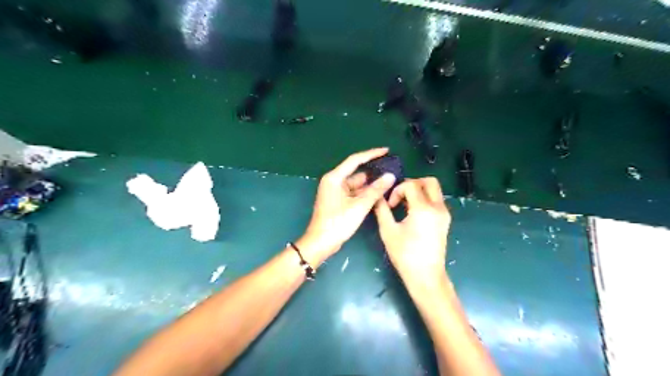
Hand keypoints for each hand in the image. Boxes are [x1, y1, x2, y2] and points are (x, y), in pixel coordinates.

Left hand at [300, 148, 395, 265]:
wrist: (321, 243)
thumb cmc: (337, 223)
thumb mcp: (359, 206)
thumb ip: (375, 190)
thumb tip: (390, 176)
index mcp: (335, 178)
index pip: (355, 160)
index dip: (372, 154)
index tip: (386, 150)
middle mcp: (334, 181)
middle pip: (357, 172)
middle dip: (373, 172)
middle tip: (392, 169)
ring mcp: (336, 191)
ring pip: (357, 184)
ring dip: (371, 184)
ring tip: (389, 181)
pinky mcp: (338, 201)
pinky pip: (354, 192)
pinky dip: (365, 193)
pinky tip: (379, 194)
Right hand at [374, 178, 452, 285]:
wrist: (426, 276)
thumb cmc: (405, 255)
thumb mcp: (388, 231)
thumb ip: (382, 210)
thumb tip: (377, 196)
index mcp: (423, 208)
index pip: (411, 185)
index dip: (397, 190)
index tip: (390, 205)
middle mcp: (438, 207)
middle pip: (429, 181)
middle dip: (412, 184)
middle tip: (400, 196)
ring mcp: (444, 214)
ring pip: (434, 190)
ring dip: (419, 191)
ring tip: (405, 206)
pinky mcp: (445, 220)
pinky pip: (436, 201)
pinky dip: (425, 200)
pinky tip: (413, 213)